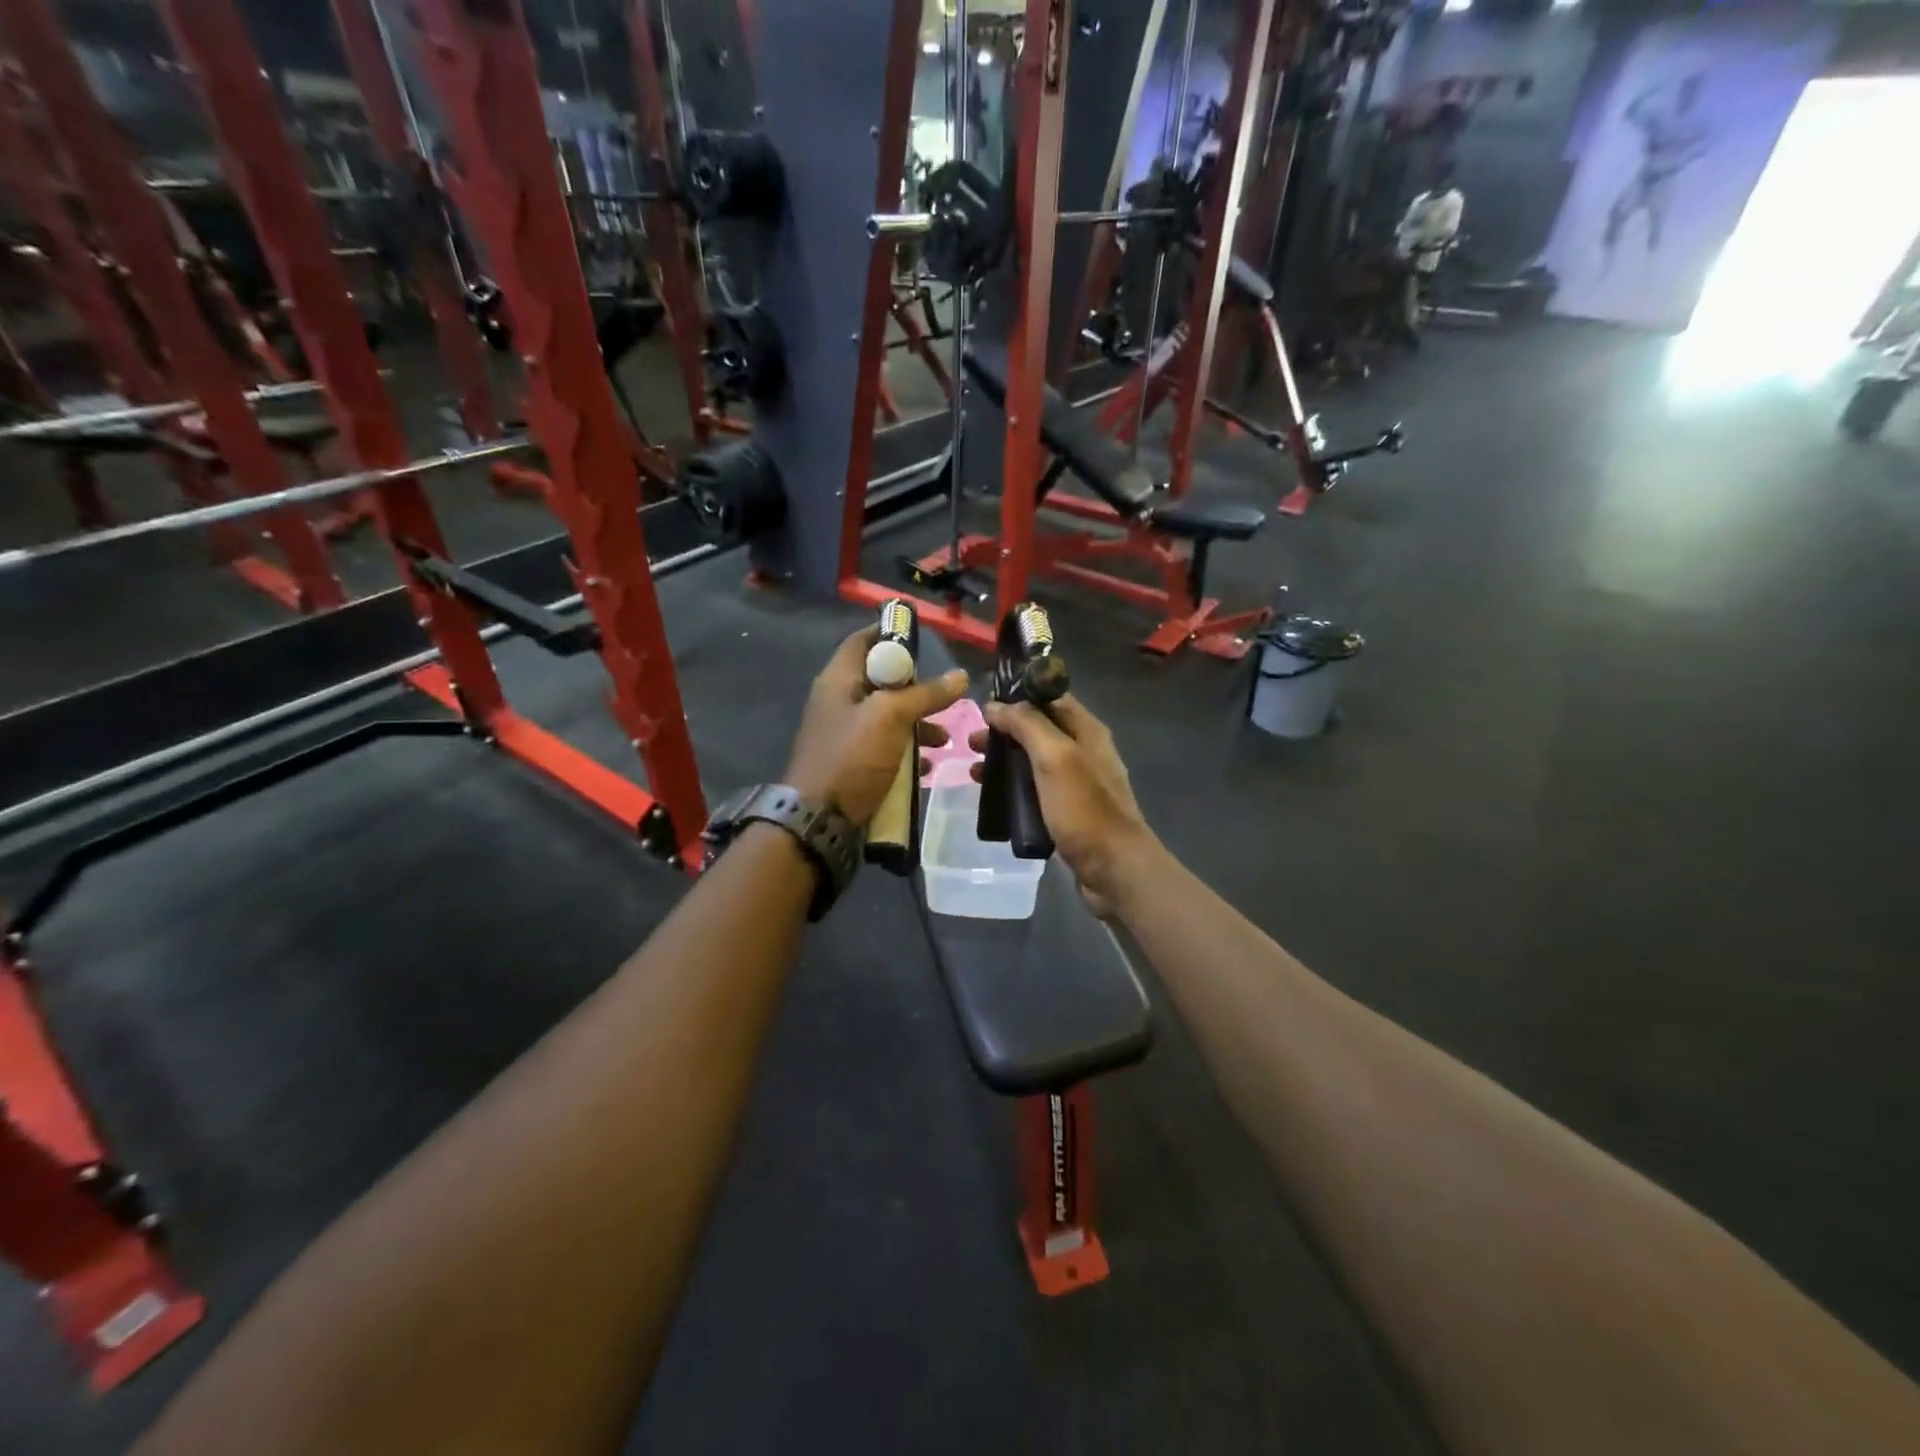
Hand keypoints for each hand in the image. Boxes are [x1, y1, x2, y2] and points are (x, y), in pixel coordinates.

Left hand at [787, 626, 967, 825]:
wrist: (819, 819)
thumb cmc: (851, 757)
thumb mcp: (891, 717)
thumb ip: (925, 694)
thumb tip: (960, 676)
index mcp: (839, 679)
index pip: (863, 640)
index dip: (891, 633)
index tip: (923, 638)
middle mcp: (839, 701)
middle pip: (881, 680)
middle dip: (916, 688)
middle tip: (944, 695)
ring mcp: (844, 733)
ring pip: (887, 716)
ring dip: (917, 723)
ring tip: (945, 739)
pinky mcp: (852, 761)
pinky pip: (884, 746)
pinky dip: (907, 750)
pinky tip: (928, 765)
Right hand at [971, 694, 1160, 918]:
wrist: (1113, 869)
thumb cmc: (1084, 808)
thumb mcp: (1054, 757)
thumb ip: (1026, 724)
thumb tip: (995, 705)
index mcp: (1086, 731)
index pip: (1050, 697)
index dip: (1018, 696)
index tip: (984, 704)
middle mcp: (1084, 752)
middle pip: (1038, 730)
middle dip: (1004, 732)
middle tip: (971, 742)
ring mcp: (1076, 784)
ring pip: (1033, 762)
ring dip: (1004, 762)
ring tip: (974, 773)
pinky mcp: (1067, 812)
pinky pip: (1035, 792)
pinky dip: (1013, 790)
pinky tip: (993, 799)